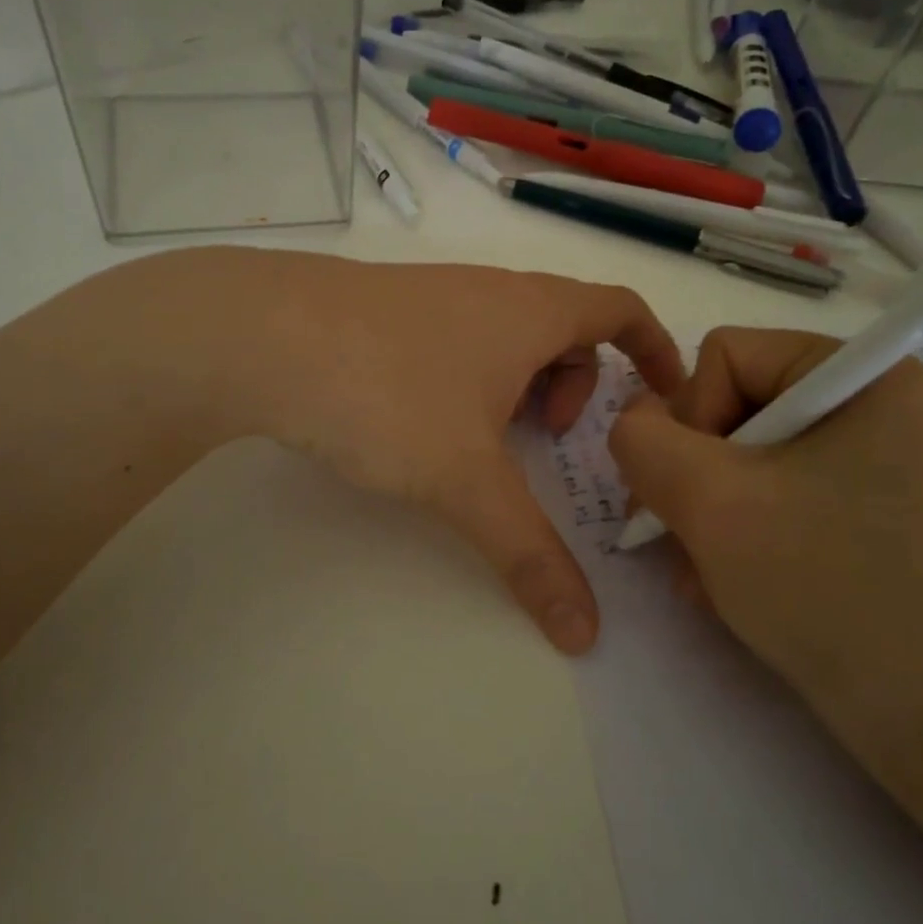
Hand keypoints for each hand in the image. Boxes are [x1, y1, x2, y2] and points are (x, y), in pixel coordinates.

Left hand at [97, 249, 683, 652]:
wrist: (260, 335)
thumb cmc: (388, 393)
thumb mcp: (466, 480)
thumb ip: (528, 553)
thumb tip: (585, 634)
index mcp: (531, 311)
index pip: (622, 309)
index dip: (654, 349)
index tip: (663, 399)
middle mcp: (489, 290)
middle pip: (564, 325)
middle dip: (575, 383)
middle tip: (547, 439)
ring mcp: (433, 293)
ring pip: (504, 333)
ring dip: (516, 382)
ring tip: (483, 438)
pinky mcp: (383, 309)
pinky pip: (455, 337)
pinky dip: (467, 375)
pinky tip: (421, 420)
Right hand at [607, 327, 922, 772]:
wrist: (917, 713)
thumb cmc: (820, 585)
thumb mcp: (708, 500)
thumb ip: (643, 440)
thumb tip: (634, 423)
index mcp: (861, 375)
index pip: (725, 355)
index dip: (692, 418)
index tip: (700, 491)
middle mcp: (867, 405)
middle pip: (727, 406)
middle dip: (693, 477)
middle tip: (683, 537)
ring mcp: (862, 461)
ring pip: (735, 456)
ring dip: (703, 513)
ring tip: (705, 572)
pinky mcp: (851, 508)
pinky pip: (764, 493)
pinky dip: (730, 533)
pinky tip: (726, 581)